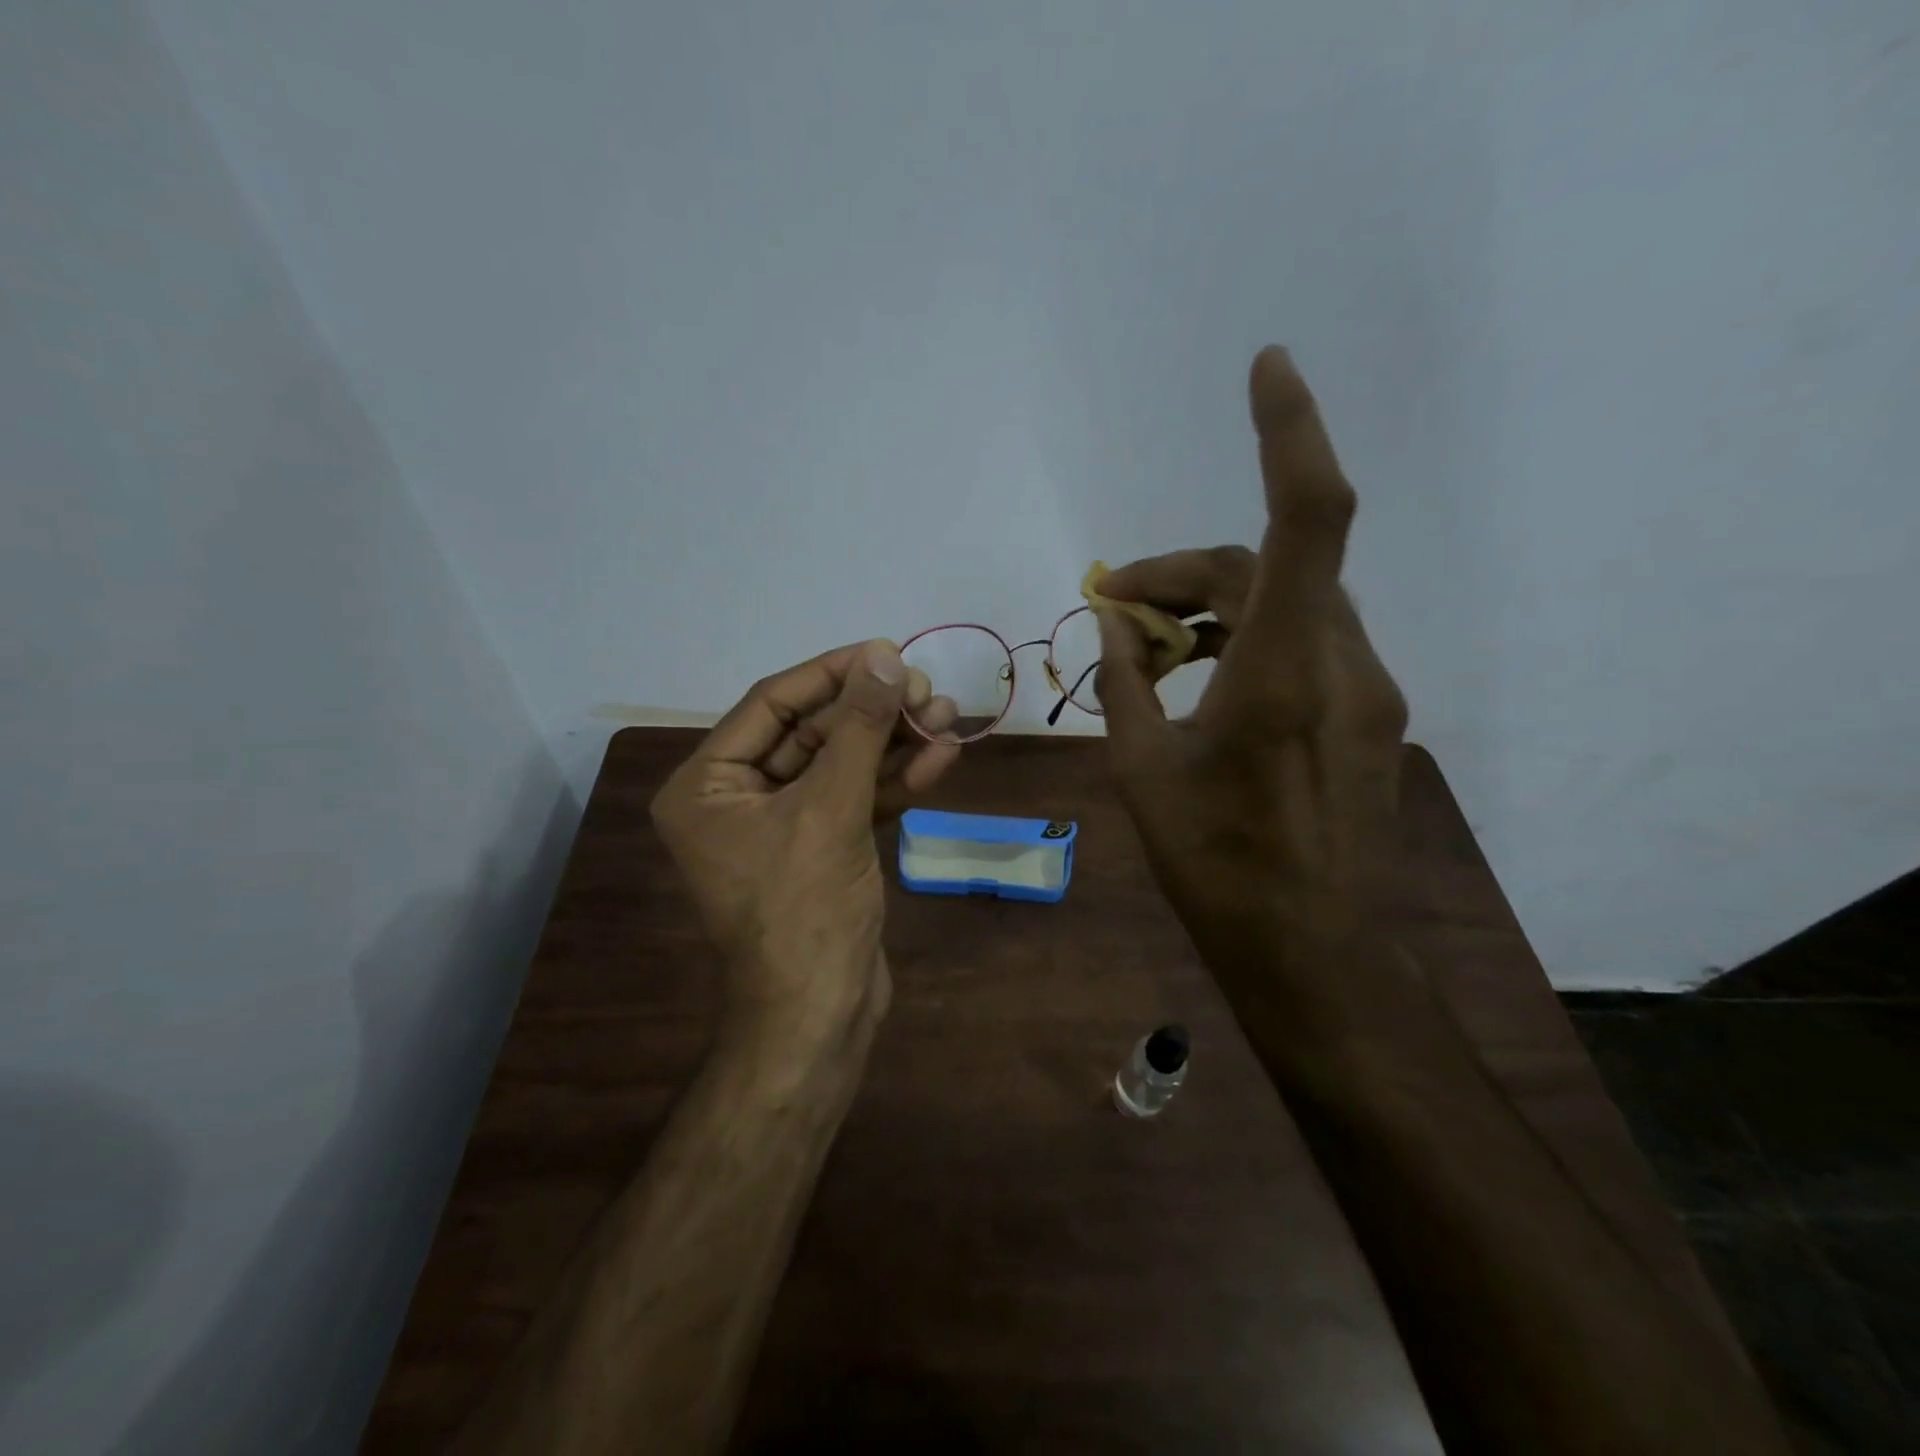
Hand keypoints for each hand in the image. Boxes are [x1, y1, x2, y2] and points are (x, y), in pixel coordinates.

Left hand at [651, 641, 960, 1036]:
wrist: (821, 1016)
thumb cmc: (805, 910)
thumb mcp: (830, 809)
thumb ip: (858, 729)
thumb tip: (883, 657)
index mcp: (706, 786)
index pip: (771, 705)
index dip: (830, 674)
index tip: (885, 651)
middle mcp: (736, 799)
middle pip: (811, 733)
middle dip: (872, 712)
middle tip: (926, 689)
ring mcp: (783, 827)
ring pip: (841, 766)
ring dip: (893, 742)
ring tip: (947, 715)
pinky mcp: (822, 849)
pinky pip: (856, 800)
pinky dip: (895, 781)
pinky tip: (941, 757)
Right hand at [1093, 348, 1407, 959]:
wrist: (1310, 948)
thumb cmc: (1215, 866)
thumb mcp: (1142, 771)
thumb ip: (1125, 685)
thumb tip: (1113, 626)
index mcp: (1283, 671)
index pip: (1305, 520)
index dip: (1290, 433)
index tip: (1266, 367)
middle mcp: (1340, 662)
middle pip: (1266, 568)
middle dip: (1183, 571)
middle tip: (1112, 603)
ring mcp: (1364, 689)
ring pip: (1288, 604)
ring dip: (1212, 607)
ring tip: (1146, 646)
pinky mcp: (1364, 714)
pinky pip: (1303, 643)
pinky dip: (1245, 639)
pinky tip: (1200, 679)